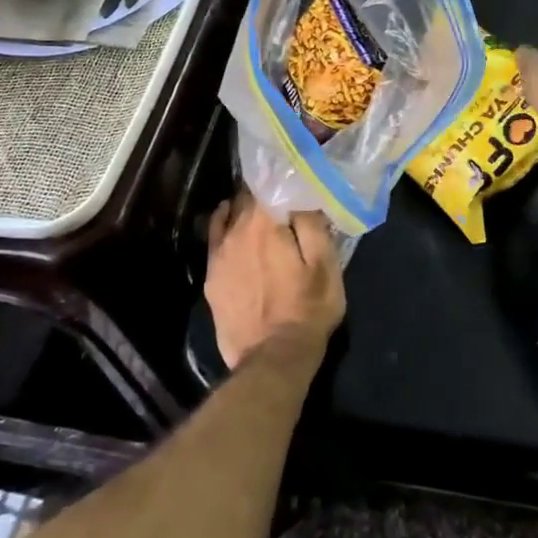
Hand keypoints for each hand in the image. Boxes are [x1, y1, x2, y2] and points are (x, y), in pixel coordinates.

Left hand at [204, 193, 345, 368]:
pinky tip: (235, 232)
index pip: (267, 183)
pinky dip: (226, 229)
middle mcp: (235, 231)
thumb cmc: (307, 309)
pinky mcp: (211, 277)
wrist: (272, 358)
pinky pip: (216, 239)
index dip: (281, 179)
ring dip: (244, 212)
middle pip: (246, 198)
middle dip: (263, 195)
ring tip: (261, 216)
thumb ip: (312, 223)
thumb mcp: (325, 264)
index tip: (294, 181)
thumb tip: (302, 194)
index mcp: (264, 223)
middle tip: (283, 199)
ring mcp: (218, 255)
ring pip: (228, 217)